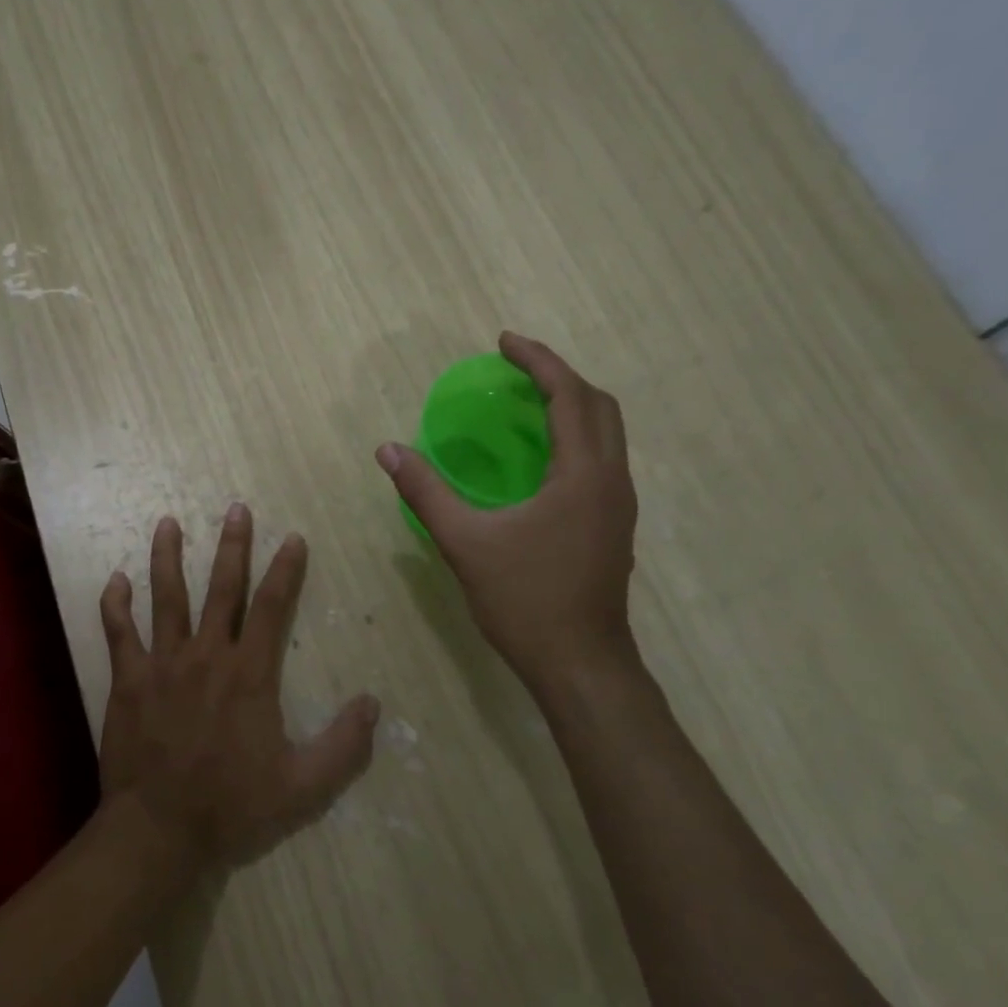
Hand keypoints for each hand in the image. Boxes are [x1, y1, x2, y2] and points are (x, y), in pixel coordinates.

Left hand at [98, 507, 379, 871]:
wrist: (159, 830)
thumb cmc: (232, 806)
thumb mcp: (302, 786)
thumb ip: (342, 745)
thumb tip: (373, 703)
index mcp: (249, 674)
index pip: (272, 607)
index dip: (285, 570)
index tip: (292, 538)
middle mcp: (206, 656)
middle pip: (221, 588)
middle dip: (232, 546)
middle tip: (236, 508)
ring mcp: (162, 664)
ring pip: (166, 597)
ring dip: (167, 557)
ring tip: (168, 522)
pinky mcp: (128, 680)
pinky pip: (119, 633)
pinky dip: (115, 604)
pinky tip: (115, 579)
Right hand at [376, 331, 638, 688]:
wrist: (580, 664)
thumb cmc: (525, 601)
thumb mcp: (465, 543)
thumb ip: (426, 492)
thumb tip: (388, 450)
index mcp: (583, 475)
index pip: (569, 396)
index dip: (538, 361)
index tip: (504, 342)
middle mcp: (612, 481)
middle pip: (599, 406)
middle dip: (559, 377)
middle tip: (516, 369)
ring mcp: (619, 506)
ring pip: (607, 434)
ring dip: (571, 407)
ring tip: (527, 404)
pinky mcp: (614, 527)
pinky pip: (601, 460)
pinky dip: (574, 438)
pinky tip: (539, 458)